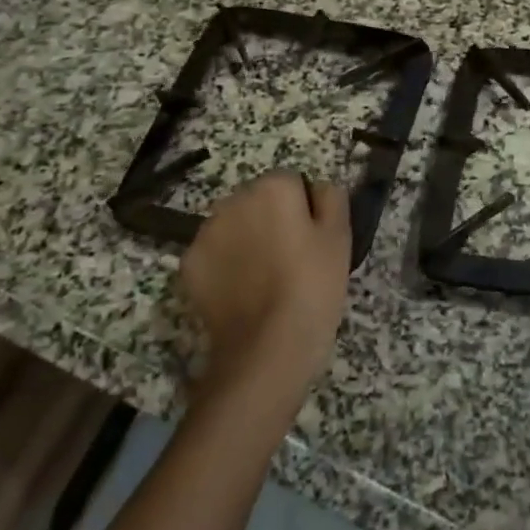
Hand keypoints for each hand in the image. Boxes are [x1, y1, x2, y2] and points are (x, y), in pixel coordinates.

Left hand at [179, 172, 351, 402]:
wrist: (267, 347)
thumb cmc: (313, 285)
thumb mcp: (340, 236)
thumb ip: (331, 197)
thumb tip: (318, 187)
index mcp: (273, 187)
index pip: (292, 182)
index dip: (304, 209)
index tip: (311, 239)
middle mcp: (233, 200)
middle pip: (257, 201)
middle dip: (271, 220)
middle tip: (291, 259)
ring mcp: (205, 233)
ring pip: (233, 226)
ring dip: (246, 240)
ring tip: (265, 279)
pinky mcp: (188, 266)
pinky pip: (214, 255)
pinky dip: (225, 267)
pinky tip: (242, 292)